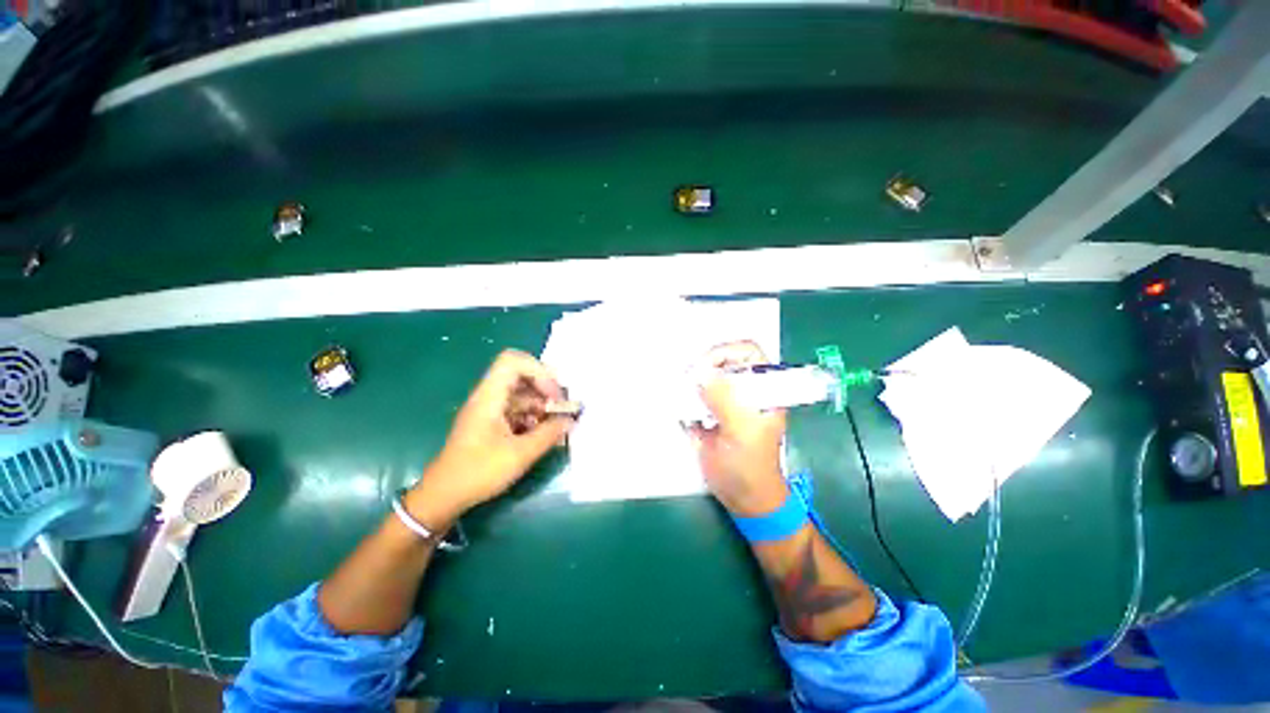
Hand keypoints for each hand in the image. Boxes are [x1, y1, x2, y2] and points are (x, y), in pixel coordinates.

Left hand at [409, 350, 574, 524]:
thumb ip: (548, 434)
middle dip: (544, 387)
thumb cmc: (479, 472)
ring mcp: (489, 409)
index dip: (538, 371)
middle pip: (520, 374)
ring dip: (541, 403)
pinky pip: (517, 409)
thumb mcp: (520, 454)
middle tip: (561, 405)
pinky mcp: (491, 422)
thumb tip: (569, 420)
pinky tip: (543, 433)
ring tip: (556, 423)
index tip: (553, 394)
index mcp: (489, 397)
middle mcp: (488, 397)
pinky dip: (533, 416)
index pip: (513, 361)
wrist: (443, 496)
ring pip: (521, 393)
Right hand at [690, 341, 788, 516]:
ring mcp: (725, 400)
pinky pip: (693, 394)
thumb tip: (700, 372)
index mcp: (763, 388)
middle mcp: (744, 389)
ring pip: (706, 376)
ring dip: (690, 380)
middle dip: (703, 365)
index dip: (725, 352)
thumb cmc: (751, 466)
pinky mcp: (708, 412)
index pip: (747, 352)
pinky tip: (675, 400)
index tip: (704, 367)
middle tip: (687, 378)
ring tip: (679, 389)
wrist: (743, 498)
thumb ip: (724, 399)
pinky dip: (682, 394)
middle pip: (722, 360)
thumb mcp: (741, 431)